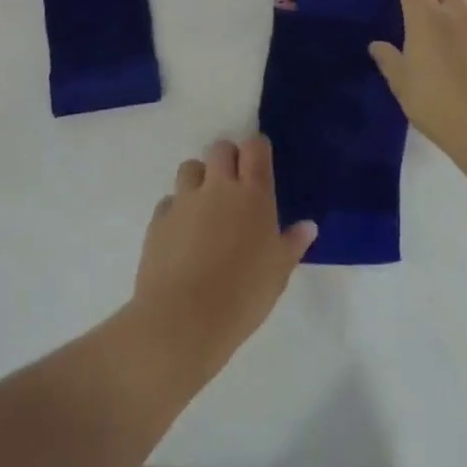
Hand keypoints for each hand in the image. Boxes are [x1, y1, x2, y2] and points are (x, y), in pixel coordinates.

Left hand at [131, 137, 316, 372]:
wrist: (184, 318)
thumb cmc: (243, 295)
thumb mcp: (279, 272)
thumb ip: (292, 244)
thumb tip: (308, 226)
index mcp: (253, 195)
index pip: (255, 148)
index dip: (257, 149)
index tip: (260, 162)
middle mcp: (217, 187)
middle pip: (220, 148)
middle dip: (227, 158)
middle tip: (234, 185)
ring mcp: (184, 200)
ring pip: (190, 167)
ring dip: (199, 178)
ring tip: (206, 206)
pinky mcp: (159, 219)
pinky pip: (169, 200)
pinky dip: (177, 209)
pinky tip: (182, 234)